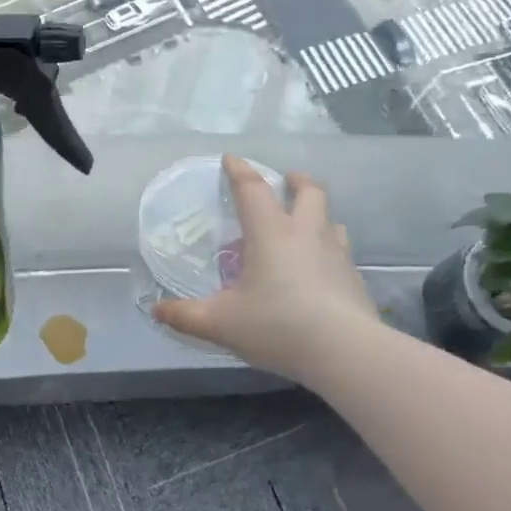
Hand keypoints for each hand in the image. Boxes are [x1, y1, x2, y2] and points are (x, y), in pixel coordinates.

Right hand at [152, 156, 376, 379]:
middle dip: (295, 181)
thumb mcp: (221, 323)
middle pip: (309, 192)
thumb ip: (186, 315)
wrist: (346, 352)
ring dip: (316, 215)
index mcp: (270, 233)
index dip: (239, 171)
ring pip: (330, 220)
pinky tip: (319, 270)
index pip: (252, 189)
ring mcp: (336, 254)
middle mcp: (306, 233)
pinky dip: (328, 249)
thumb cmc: (277, 325)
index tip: (230, 159)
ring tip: (303, 226)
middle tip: (286, 180)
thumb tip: (156, 311)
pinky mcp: (354, 278)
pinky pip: (341, 251)